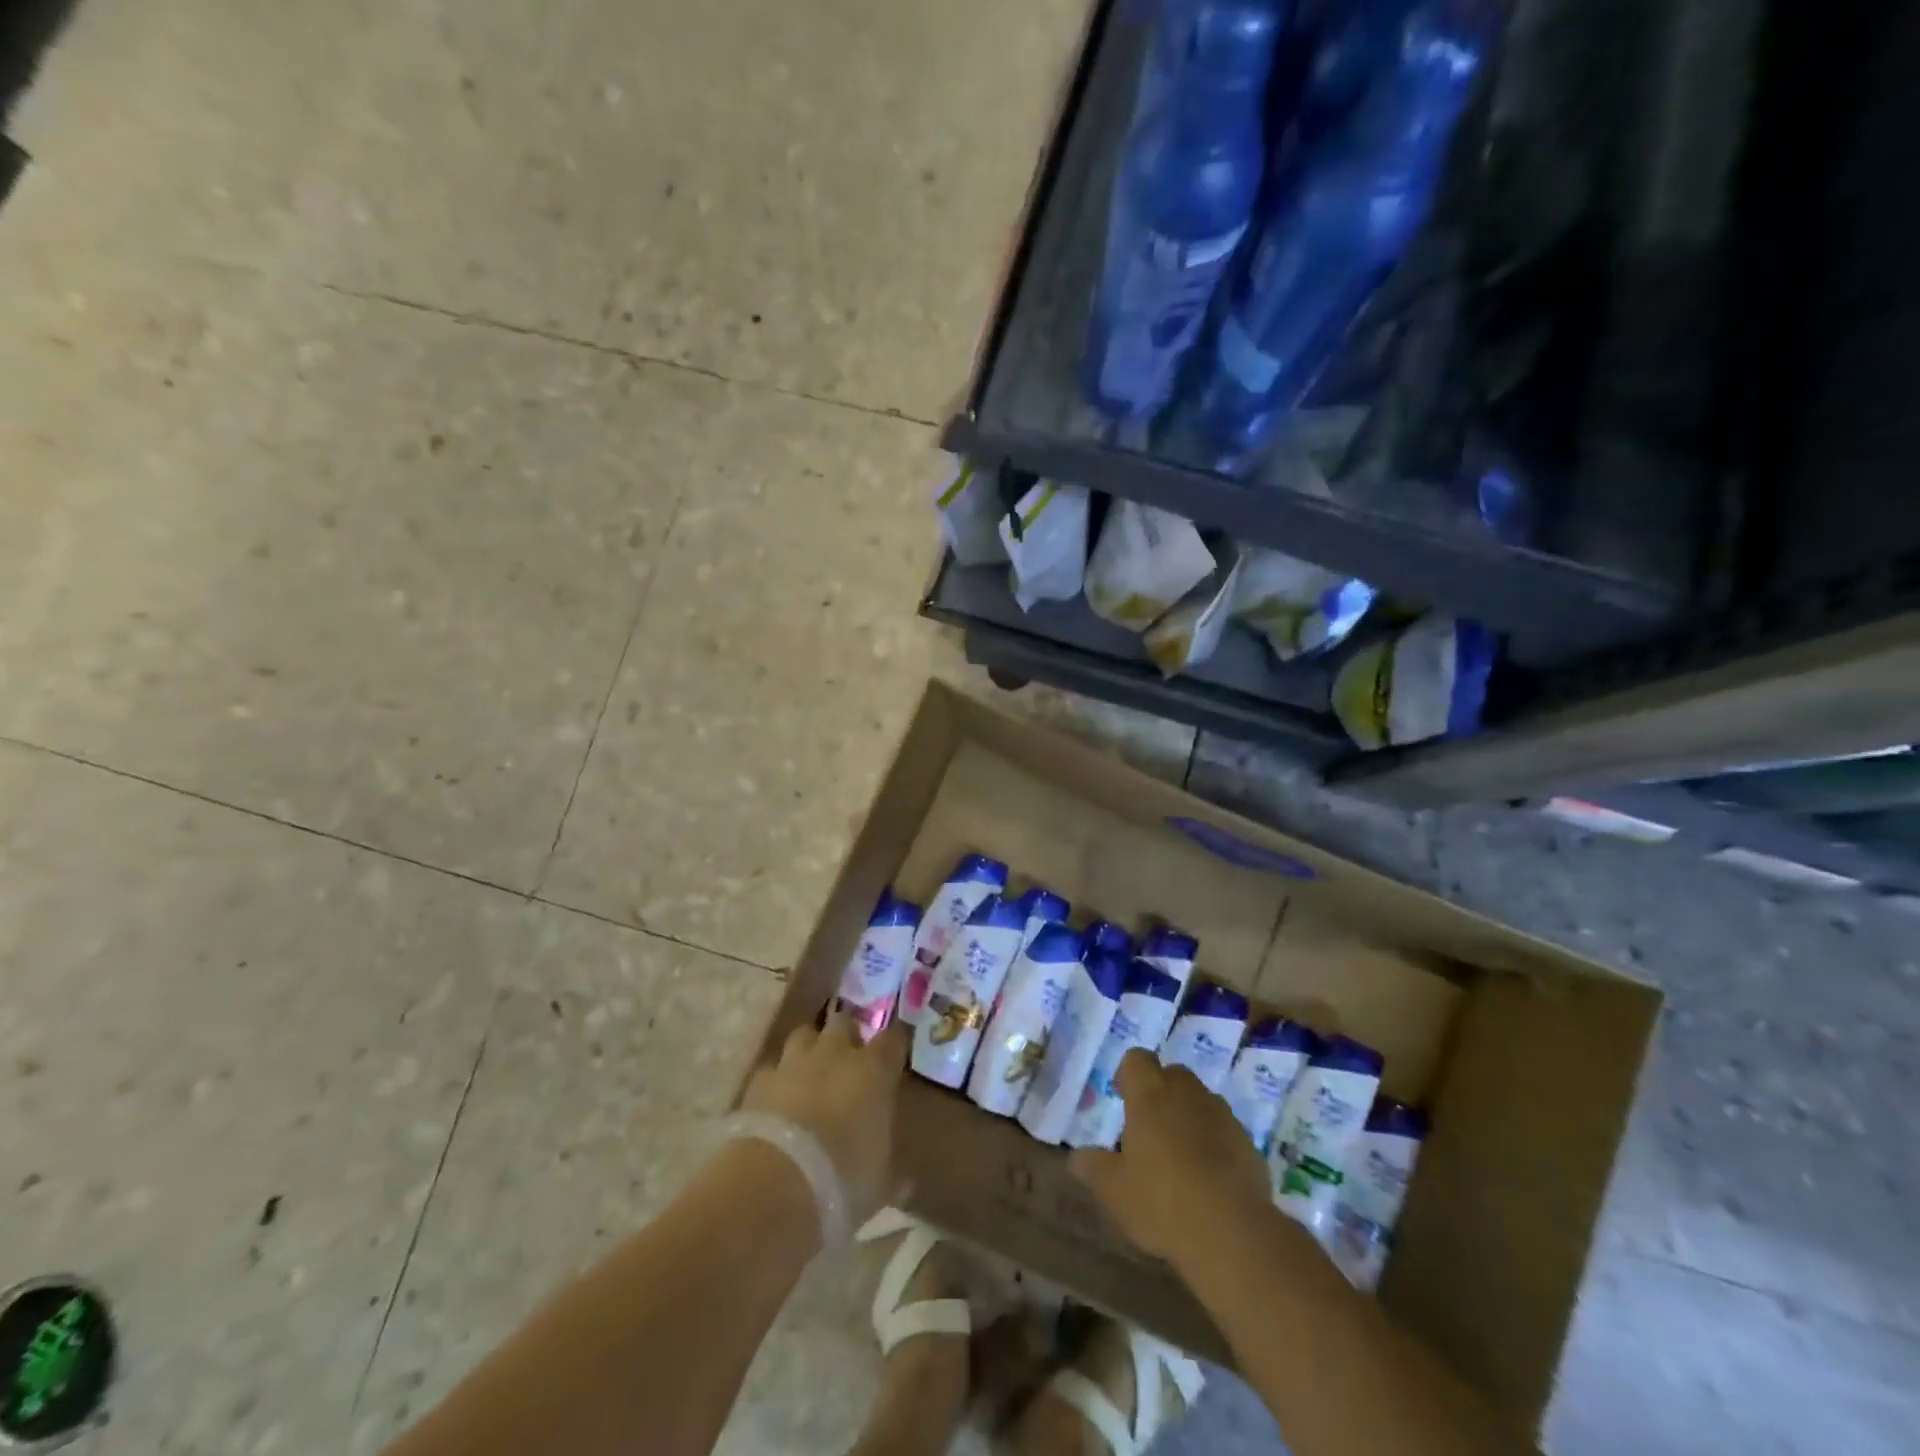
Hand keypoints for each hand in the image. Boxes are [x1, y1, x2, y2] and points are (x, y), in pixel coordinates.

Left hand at [739, 1011, 908, 1226]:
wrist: (775, 1183)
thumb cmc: (843, 1179)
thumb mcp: (879, 1185)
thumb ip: (892, 1174)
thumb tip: (905, 1183)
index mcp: (874, 1069)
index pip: (892, 1039)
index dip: (892, 1047)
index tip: (892, 1060)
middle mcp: (835, 1052)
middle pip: (843, 1022)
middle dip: (846, 1036)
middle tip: (848, 1062)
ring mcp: (794, 1061)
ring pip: (804, 1034)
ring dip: (809, 1049)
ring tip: (811, 1074)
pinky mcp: (759, 1080)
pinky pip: (771, 1068)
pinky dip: (776, 1079)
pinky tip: (777, 1100)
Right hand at [1069, 1049, 1270, 1266]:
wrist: (1233, 1234)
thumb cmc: (1162, 1202)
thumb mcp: (1113, 1190)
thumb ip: (1092, 1167)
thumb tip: (1076, 1157)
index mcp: (1150, 1095)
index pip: (1138, 1059)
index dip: (1128, 1073)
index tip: (1123, 1097)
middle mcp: (1187, 1094)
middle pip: (1172, 1074)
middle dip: (1161, 1091)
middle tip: (1149, 1128)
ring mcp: (1222, 1116)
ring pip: (1201, 1100)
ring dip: (1189, 1115)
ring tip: (1180, 1155)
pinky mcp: (1248, 1143)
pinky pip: (1224, 1130)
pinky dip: (1215, 1142)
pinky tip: (1209, 1179)